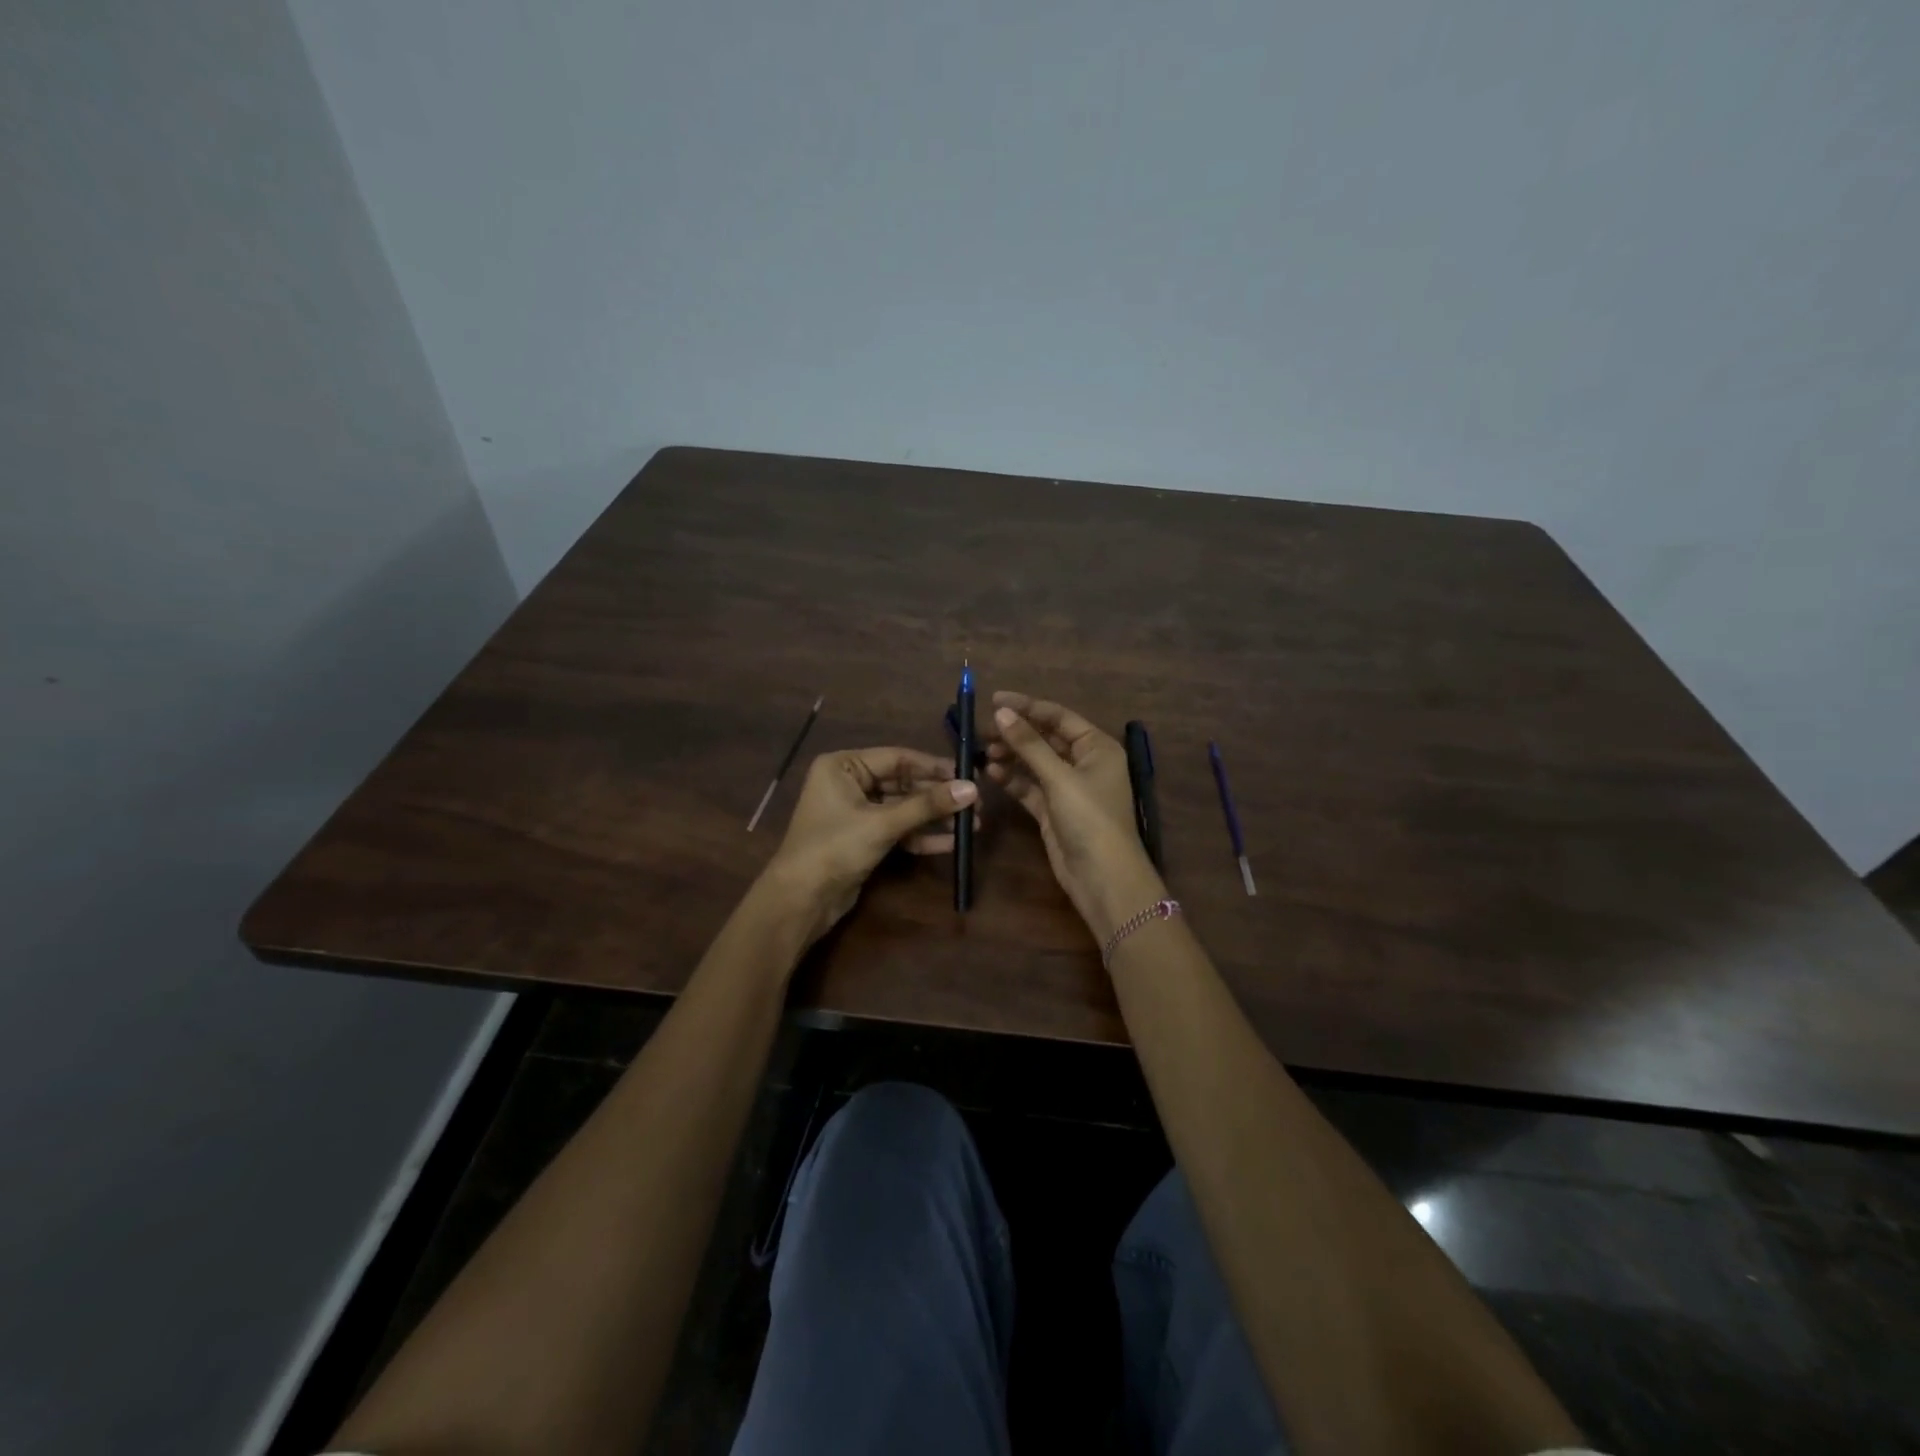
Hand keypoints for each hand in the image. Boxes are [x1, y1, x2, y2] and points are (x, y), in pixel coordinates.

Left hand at [764, 747, 978, 942]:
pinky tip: (951, 843)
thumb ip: (927, 805)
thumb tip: (972, 789)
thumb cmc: (835, 848)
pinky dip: (921, 836)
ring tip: (971, 826)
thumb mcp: (883, 824)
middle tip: (976, 804)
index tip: (968, 775)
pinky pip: (898, 829)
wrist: (801, 900)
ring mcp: (856, 812)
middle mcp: (848, 782)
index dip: (934, 767)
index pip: (898, 758)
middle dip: (938, 797)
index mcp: (842, 766)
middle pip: (903, 784)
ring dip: (934, 818)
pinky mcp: (863, 838)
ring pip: (903, 809)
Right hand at [985, 691, 1165, 943]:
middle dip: (1015, 733)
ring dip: (1011, 756)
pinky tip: (990, 773)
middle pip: (1045, 739)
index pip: (1058, 717)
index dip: (1027, 706)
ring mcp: (1068, 788)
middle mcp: (1084, 763)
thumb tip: (1002, 712)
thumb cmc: (1090, 818)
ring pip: (1034, 763)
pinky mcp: (1053, 810)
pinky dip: (1012, 779)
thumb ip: (1029, 744)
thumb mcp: (1060, 777)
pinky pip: (1029, 786)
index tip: (994, 700)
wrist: (1102, 877)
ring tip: (983, 752)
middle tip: (982, 730)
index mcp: (1097, 747)